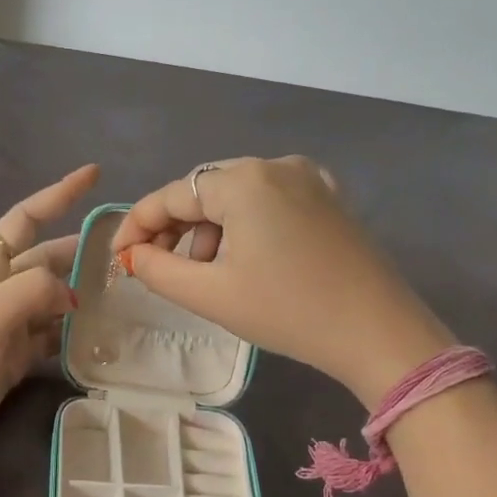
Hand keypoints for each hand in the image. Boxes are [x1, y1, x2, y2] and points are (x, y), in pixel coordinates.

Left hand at [0, 165, 99, 459]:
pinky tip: (98, 332)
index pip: (25, 218)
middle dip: (81, 248)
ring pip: (53, 295)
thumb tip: (71, 295)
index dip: (57, 194)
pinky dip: (74, 329)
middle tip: (125, 252)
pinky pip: (52, 331)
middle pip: (46, 257)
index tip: (92, 175)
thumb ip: (32, 290)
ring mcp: (9, 322)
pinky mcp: (16, 353)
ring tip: (121, 291)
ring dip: (82, 289)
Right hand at [109, 156, 452, 407]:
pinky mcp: (328, 197)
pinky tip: (244, 257)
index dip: (137, 225)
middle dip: (175, 229)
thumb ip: (157, 269)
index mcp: (243, 181)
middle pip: (204, 191)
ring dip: (209, 229)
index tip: (118, 257)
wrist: (378, 332)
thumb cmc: (288, 311)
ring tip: (205, 272)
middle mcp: (275, 165)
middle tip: (157, 268)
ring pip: (236, 195)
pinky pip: (269, 200)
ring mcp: (308, 178)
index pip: (171, 196)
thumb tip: (131, 255)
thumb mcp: (210, 294)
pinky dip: (244, 224)